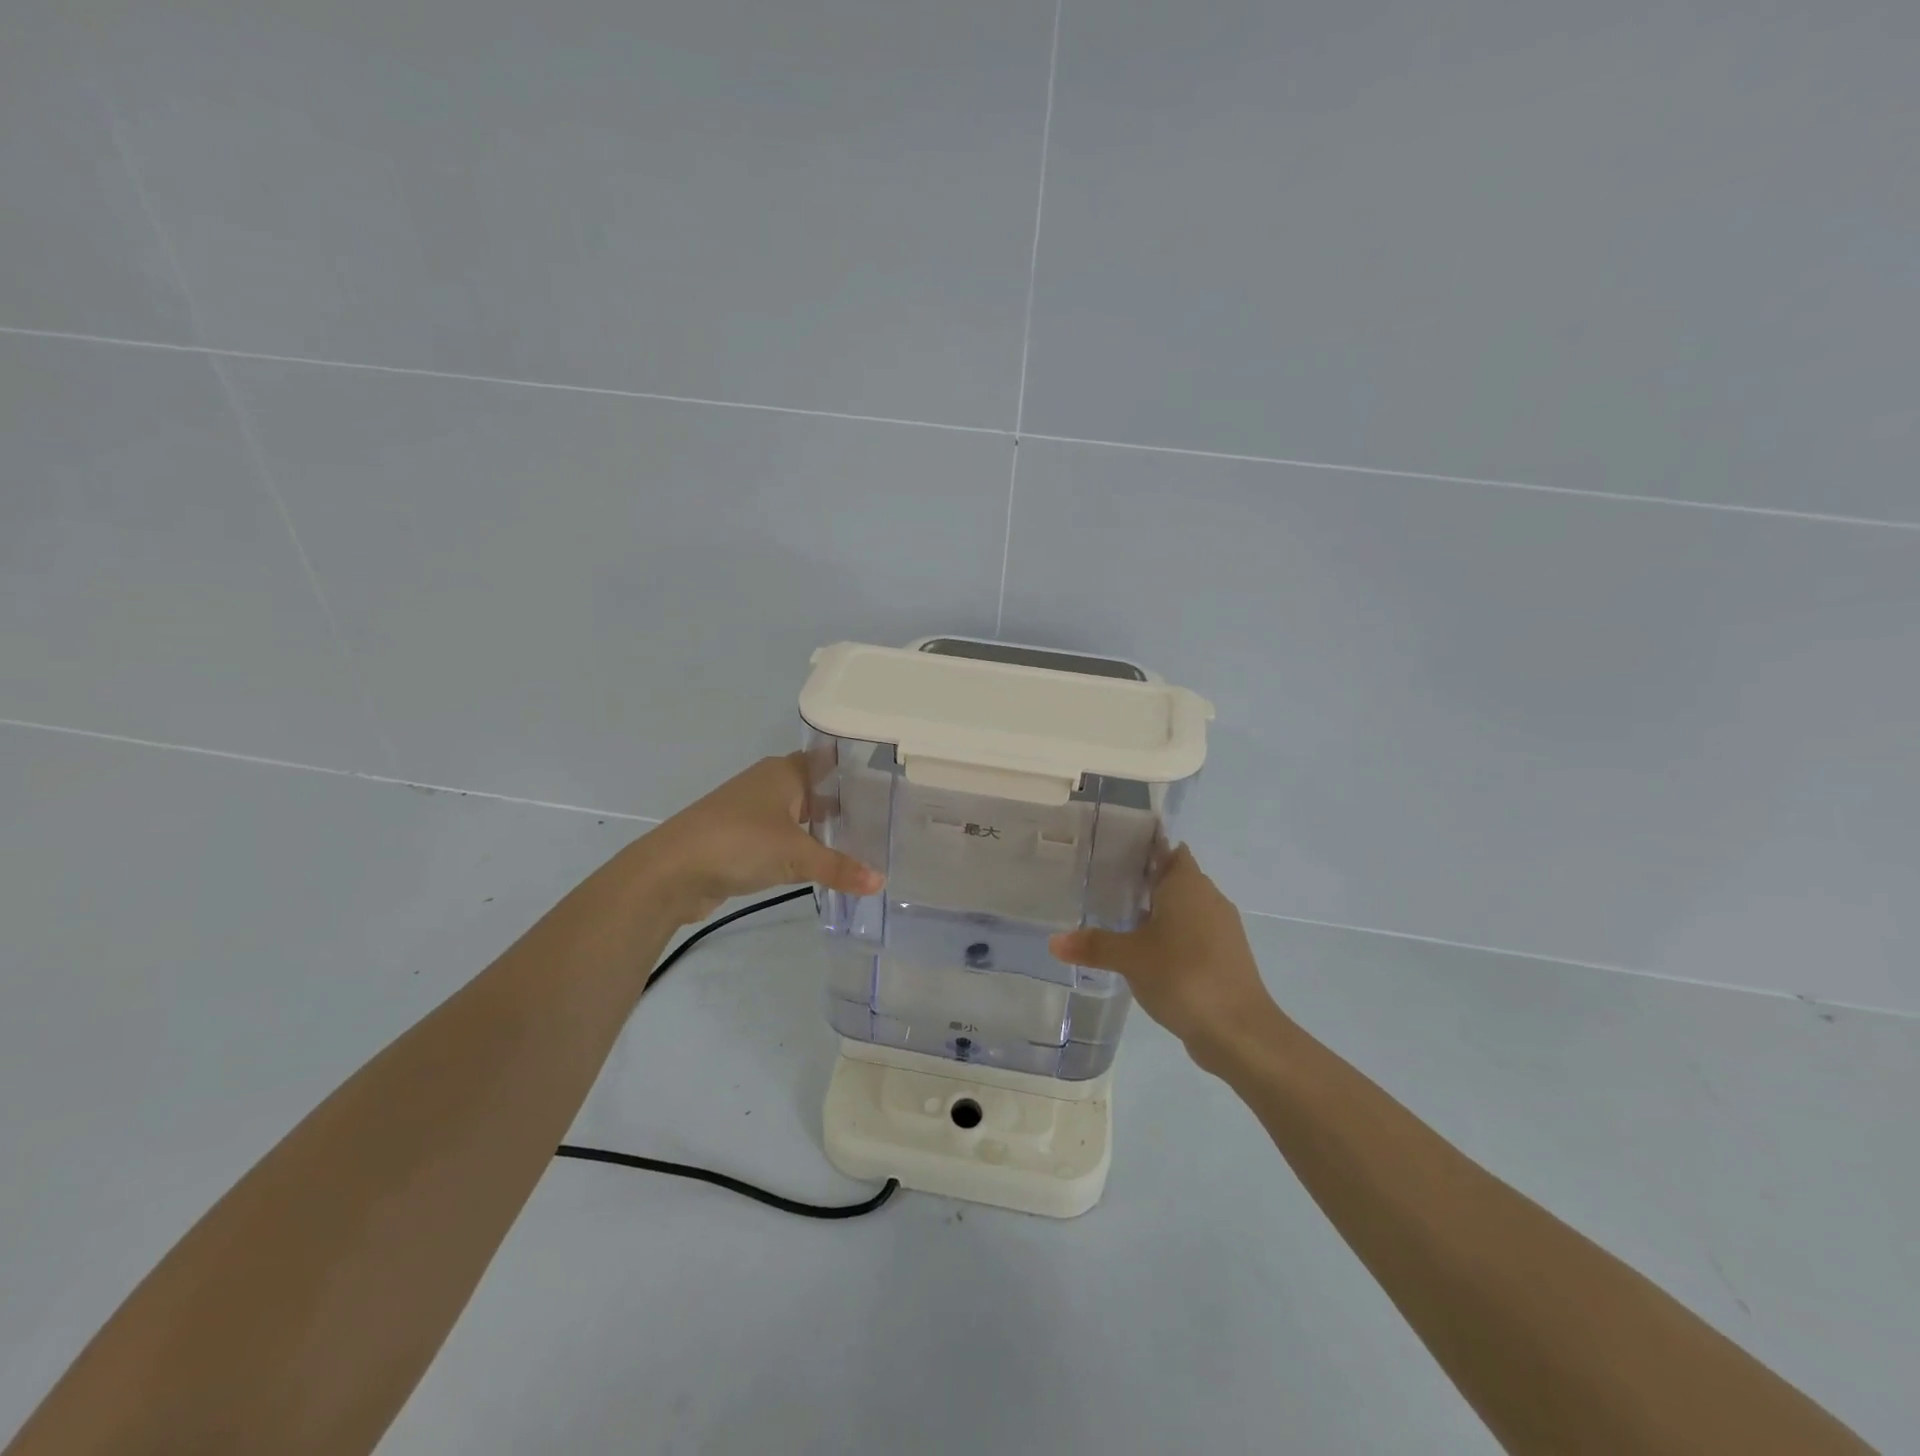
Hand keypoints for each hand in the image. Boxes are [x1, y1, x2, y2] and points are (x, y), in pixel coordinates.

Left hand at [637, 754, 882, 924]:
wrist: (671, 871)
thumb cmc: (739, 843)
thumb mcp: (795, 855)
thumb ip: (839, 868)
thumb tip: (881, 883)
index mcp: (783, 772)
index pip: (827, 762)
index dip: (854, 771)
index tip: (886, 784)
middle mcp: (768, 785)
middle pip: (815, 790)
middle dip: (844, 805)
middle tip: (884, 821)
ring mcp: (752, 813)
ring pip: (798, 817)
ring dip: (822, 830)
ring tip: (862, 845)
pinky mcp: (741, 840)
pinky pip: (782, 840)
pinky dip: (801, 850)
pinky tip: (823, 865)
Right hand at [1049, 846, 1280, 1063]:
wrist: (1239, 1030)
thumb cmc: (1183, 975)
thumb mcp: (1130, 958)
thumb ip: (1093, 945)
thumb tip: (1053, 942)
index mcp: (1187, 884)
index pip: (1167, 850)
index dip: (1144, 848)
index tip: (1114, 852)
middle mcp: (1208, 898)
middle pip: (1175, 878)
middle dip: (1145, 881)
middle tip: (1105, 886)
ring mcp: (1222, 929)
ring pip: (1185, 908)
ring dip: (1159, 912)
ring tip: (1120, 919)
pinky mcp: (1226, 957)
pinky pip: (1193, 934)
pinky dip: (1172, 937)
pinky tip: (1147, 954)